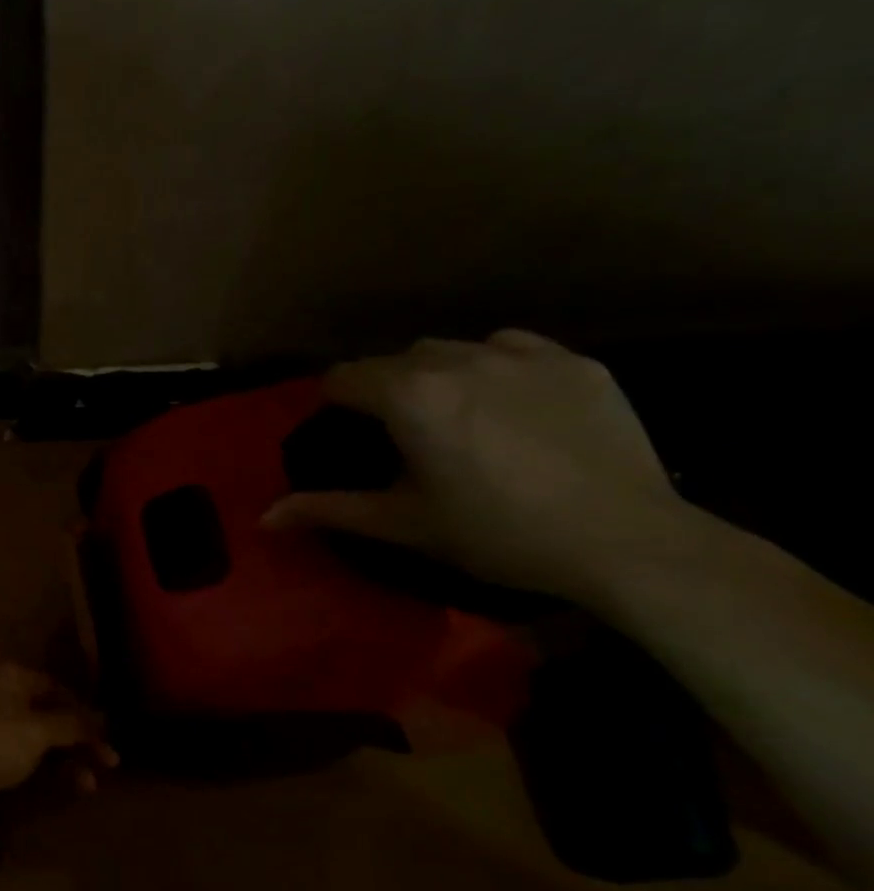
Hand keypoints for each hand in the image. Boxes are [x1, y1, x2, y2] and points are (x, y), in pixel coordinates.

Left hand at [0, 664, 115, 828]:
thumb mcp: (38, 730)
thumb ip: (73, 724)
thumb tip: (104, 717)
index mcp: (13, 678)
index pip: (58, 687)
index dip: (84, 709)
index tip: (109, 733)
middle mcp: (5, 697)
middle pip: (52, 715)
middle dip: (81, 739)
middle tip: (111, 763)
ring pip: (43, 740)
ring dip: (69, 759)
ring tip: (90, 783)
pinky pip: (30, 760)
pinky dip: (50, 770)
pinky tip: (72, 787)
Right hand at [263, 330, 684, 603]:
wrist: (626, 542)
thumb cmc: (496, 533)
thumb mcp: (402, 524)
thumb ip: (329, 509)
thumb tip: (264, 518)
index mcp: (408, 396)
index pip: (342, 377)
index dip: (334, 404)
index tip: (348, 434)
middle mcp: (457, 360)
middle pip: (394, 359)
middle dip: (386, 389)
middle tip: (402, 436)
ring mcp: (522, 356)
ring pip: (452, 349)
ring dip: (437, 375)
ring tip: (456, 417)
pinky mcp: (575, 362)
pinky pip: (512, 348)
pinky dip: (495, 367)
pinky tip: (509, 405)